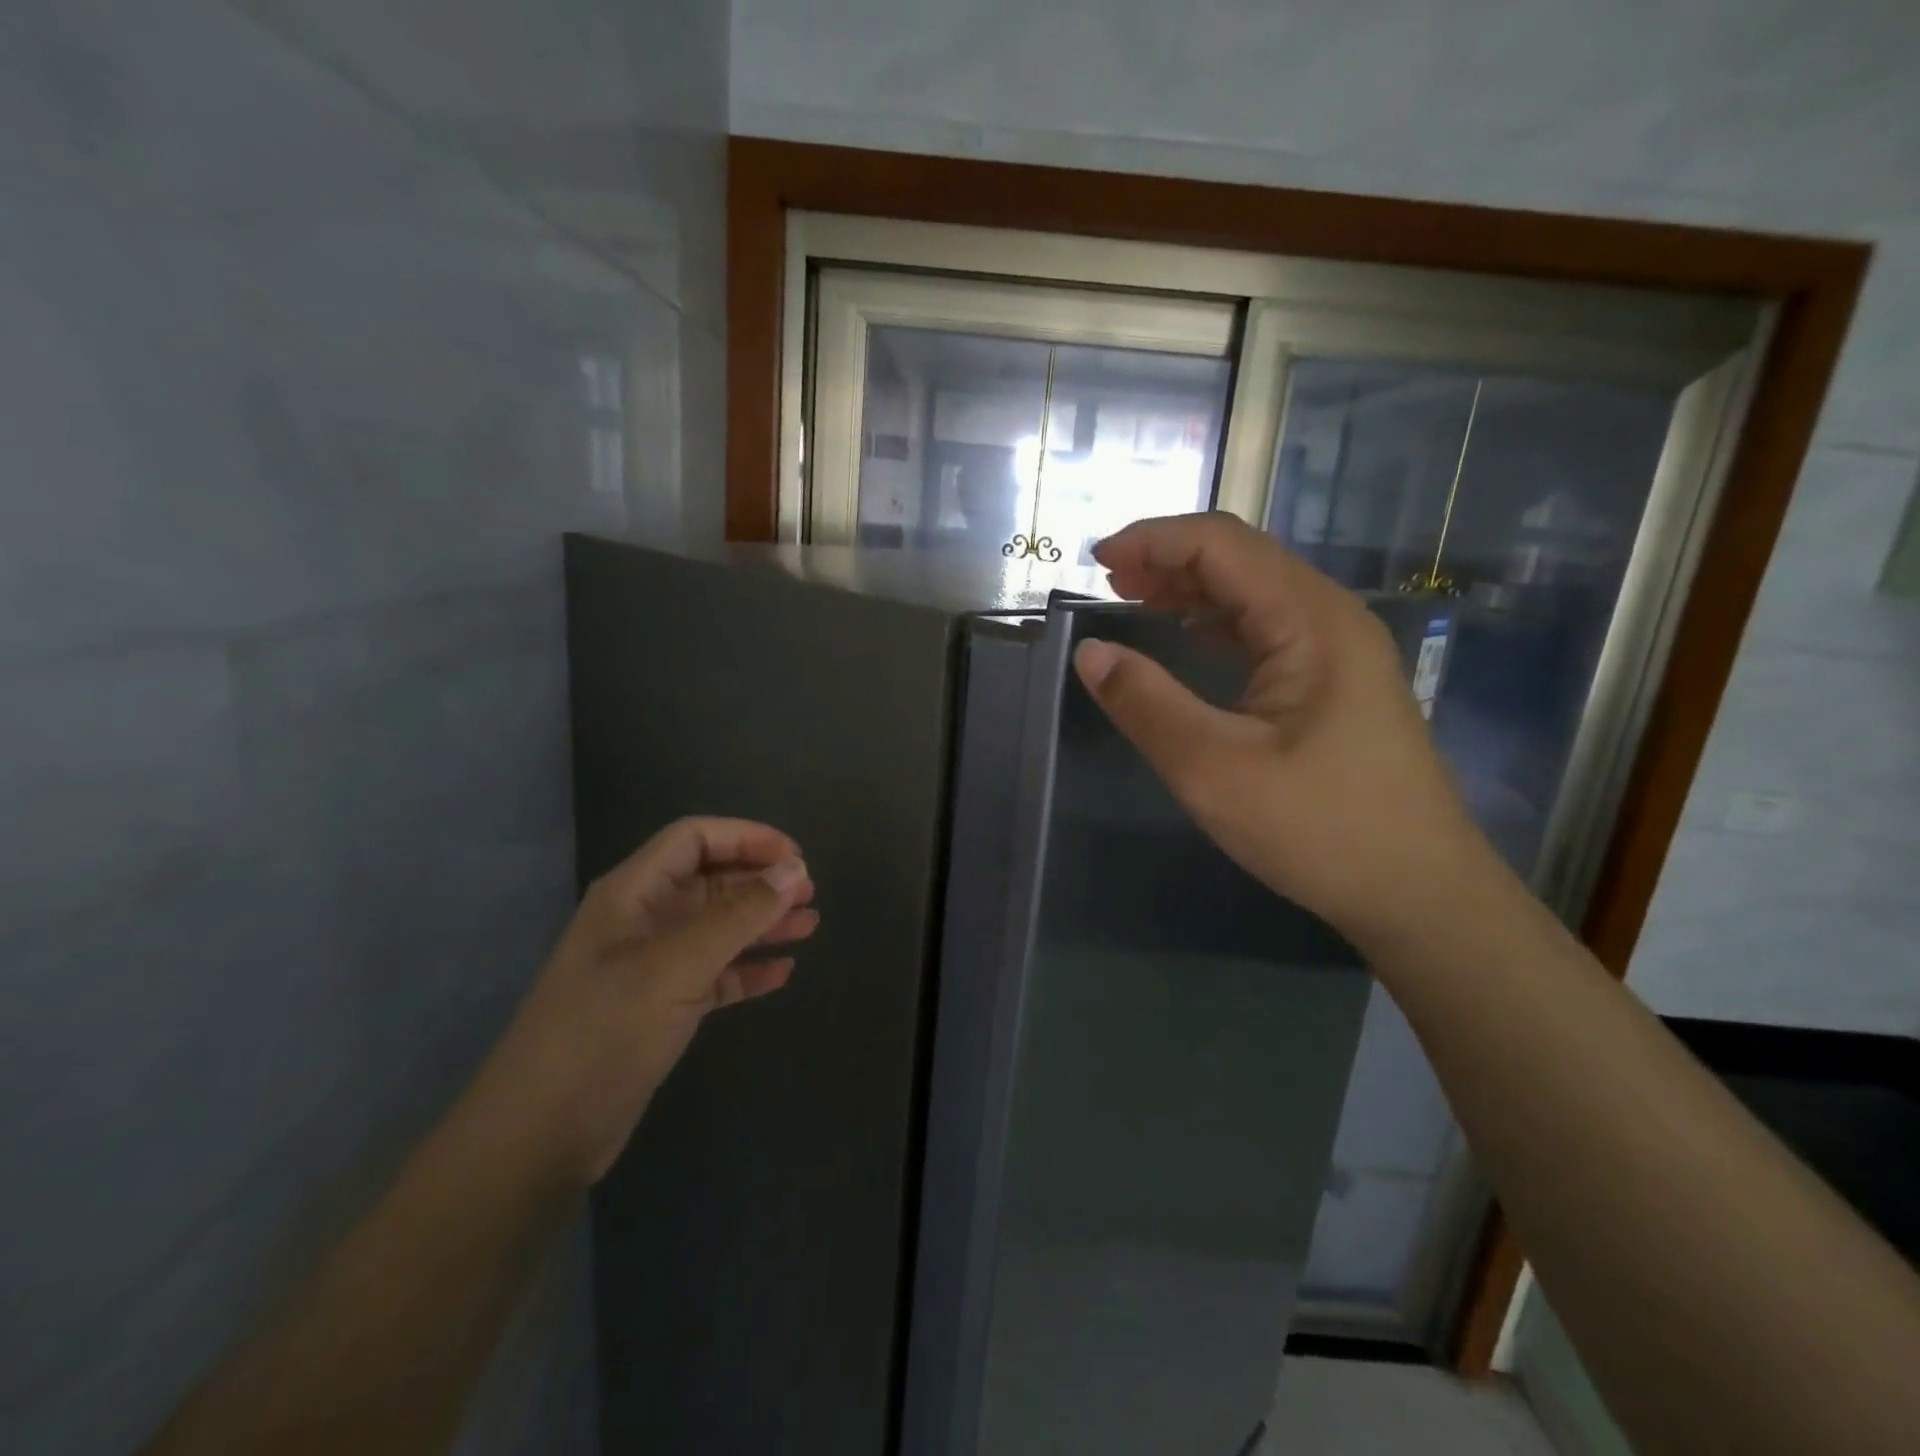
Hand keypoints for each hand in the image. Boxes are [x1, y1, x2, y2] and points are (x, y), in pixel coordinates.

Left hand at [472, 818, 817, 1186]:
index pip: (694, 839)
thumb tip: (794, 871)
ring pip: (718, 927)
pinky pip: (715, 973)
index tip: (797, 858)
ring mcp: (651, 966)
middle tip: (810, 893)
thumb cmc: (602, 1034)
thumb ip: (737, 916)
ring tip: (810, 925)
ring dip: (762, 922)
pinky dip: (748, 968)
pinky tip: (782, 973)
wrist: (537, 1139)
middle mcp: (642, 920)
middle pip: (710, 880)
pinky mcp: (661, 1008)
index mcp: (632, 894)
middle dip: (761, 881)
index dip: (747, 838)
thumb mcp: (674, 967)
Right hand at [1073, 513, 1489, 943]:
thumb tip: (1089, 652)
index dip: (1154, 540)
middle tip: (1107, 582)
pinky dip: (1216, 623)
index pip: (1223, 545)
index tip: (1095, 560)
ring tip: (1134, 600)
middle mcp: (1331, 618)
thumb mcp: (1214, 769)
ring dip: (1192, 589)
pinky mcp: (1335, 683)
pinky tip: (1187, 640)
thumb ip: (1146, 704)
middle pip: (1241, 559)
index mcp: (1311, 621)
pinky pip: (1267, 629)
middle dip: (1170, 559)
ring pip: (1254, 593)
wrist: (1420, 893)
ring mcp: (1339, 650)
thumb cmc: (1320, 829)